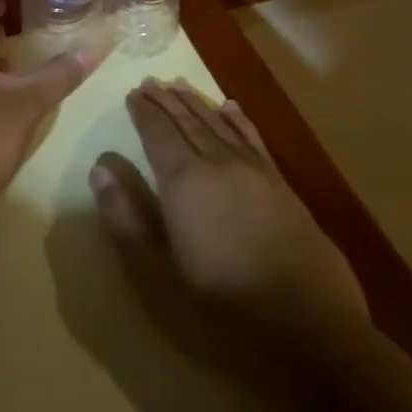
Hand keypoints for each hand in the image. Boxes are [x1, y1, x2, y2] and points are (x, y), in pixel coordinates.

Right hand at [90, 78, 368, 345]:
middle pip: (188, 122)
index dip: (144, 113)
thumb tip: (101, 169)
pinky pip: (255, 140)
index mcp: (184, 182)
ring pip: (220, 125)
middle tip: (150, 81)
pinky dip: (239, 120)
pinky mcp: (283, 188)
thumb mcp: (157, 273)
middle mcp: (219, 165)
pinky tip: (232, 108)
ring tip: (179, 84)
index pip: (158, 134)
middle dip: (167, 101)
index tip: (133, 93)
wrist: (310, 330)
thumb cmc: (222, 307)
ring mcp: (256, 173)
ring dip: (197, 103)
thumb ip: (125, 219)